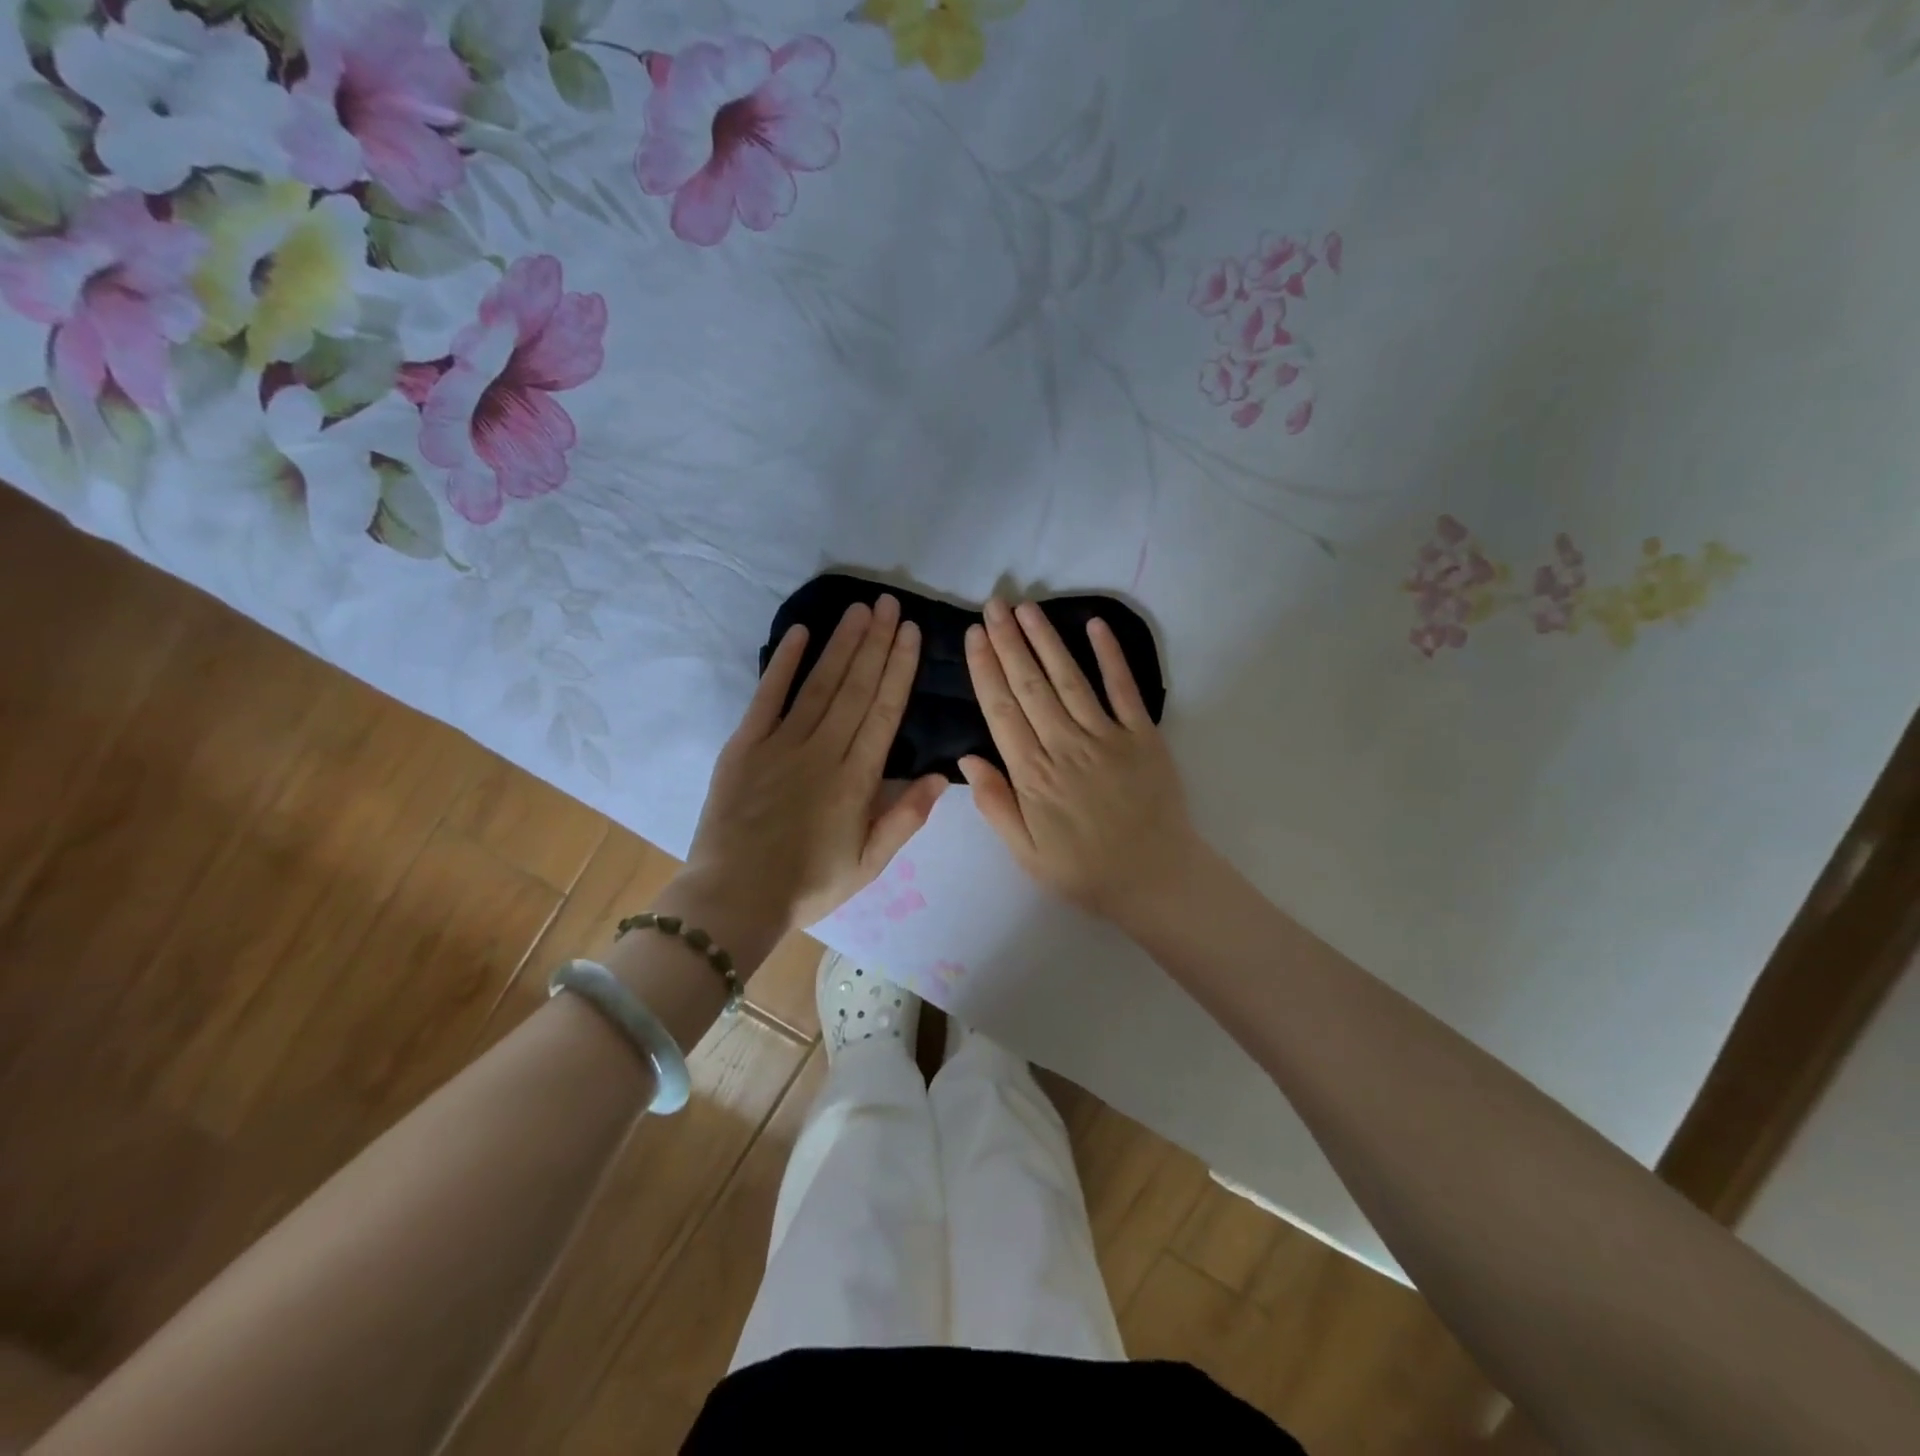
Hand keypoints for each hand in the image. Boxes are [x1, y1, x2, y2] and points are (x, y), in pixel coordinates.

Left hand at [682, 594, 946, 939]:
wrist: (734, 897)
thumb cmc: (809, 885)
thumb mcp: (869, 863)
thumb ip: (905, 818)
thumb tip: (940, 775)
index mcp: (857, 779)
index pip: (884, 712)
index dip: (900, 669)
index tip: (911, 633)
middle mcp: (823, 750)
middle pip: (856, 688)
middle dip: (877, 643)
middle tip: (890, 604)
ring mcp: (781, 743)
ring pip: (820, 684)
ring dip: (842, 644)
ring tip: (861, 610)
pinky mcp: (745, 744)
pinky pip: (768, 696)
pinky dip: (784, 663)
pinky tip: (800, 632)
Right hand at [960, 597, 1197, 926]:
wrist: (1153, 879)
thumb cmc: (1082, 869)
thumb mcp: (1025, 853)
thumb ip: (996, 804)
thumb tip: (967, 758)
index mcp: (1033, 775)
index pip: (1002, 710)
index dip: (985, 669)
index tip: (974, 636)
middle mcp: (1066, 746)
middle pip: (1030, 685)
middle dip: (1009, 642)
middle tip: (994, 605)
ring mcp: (1107, 737)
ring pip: (1069, 679)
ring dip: (1046, 640)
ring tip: (1026, 608)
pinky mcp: (1143, 736)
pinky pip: (1124, 689)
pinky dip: (1110, 656)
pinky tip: (1093, 625)